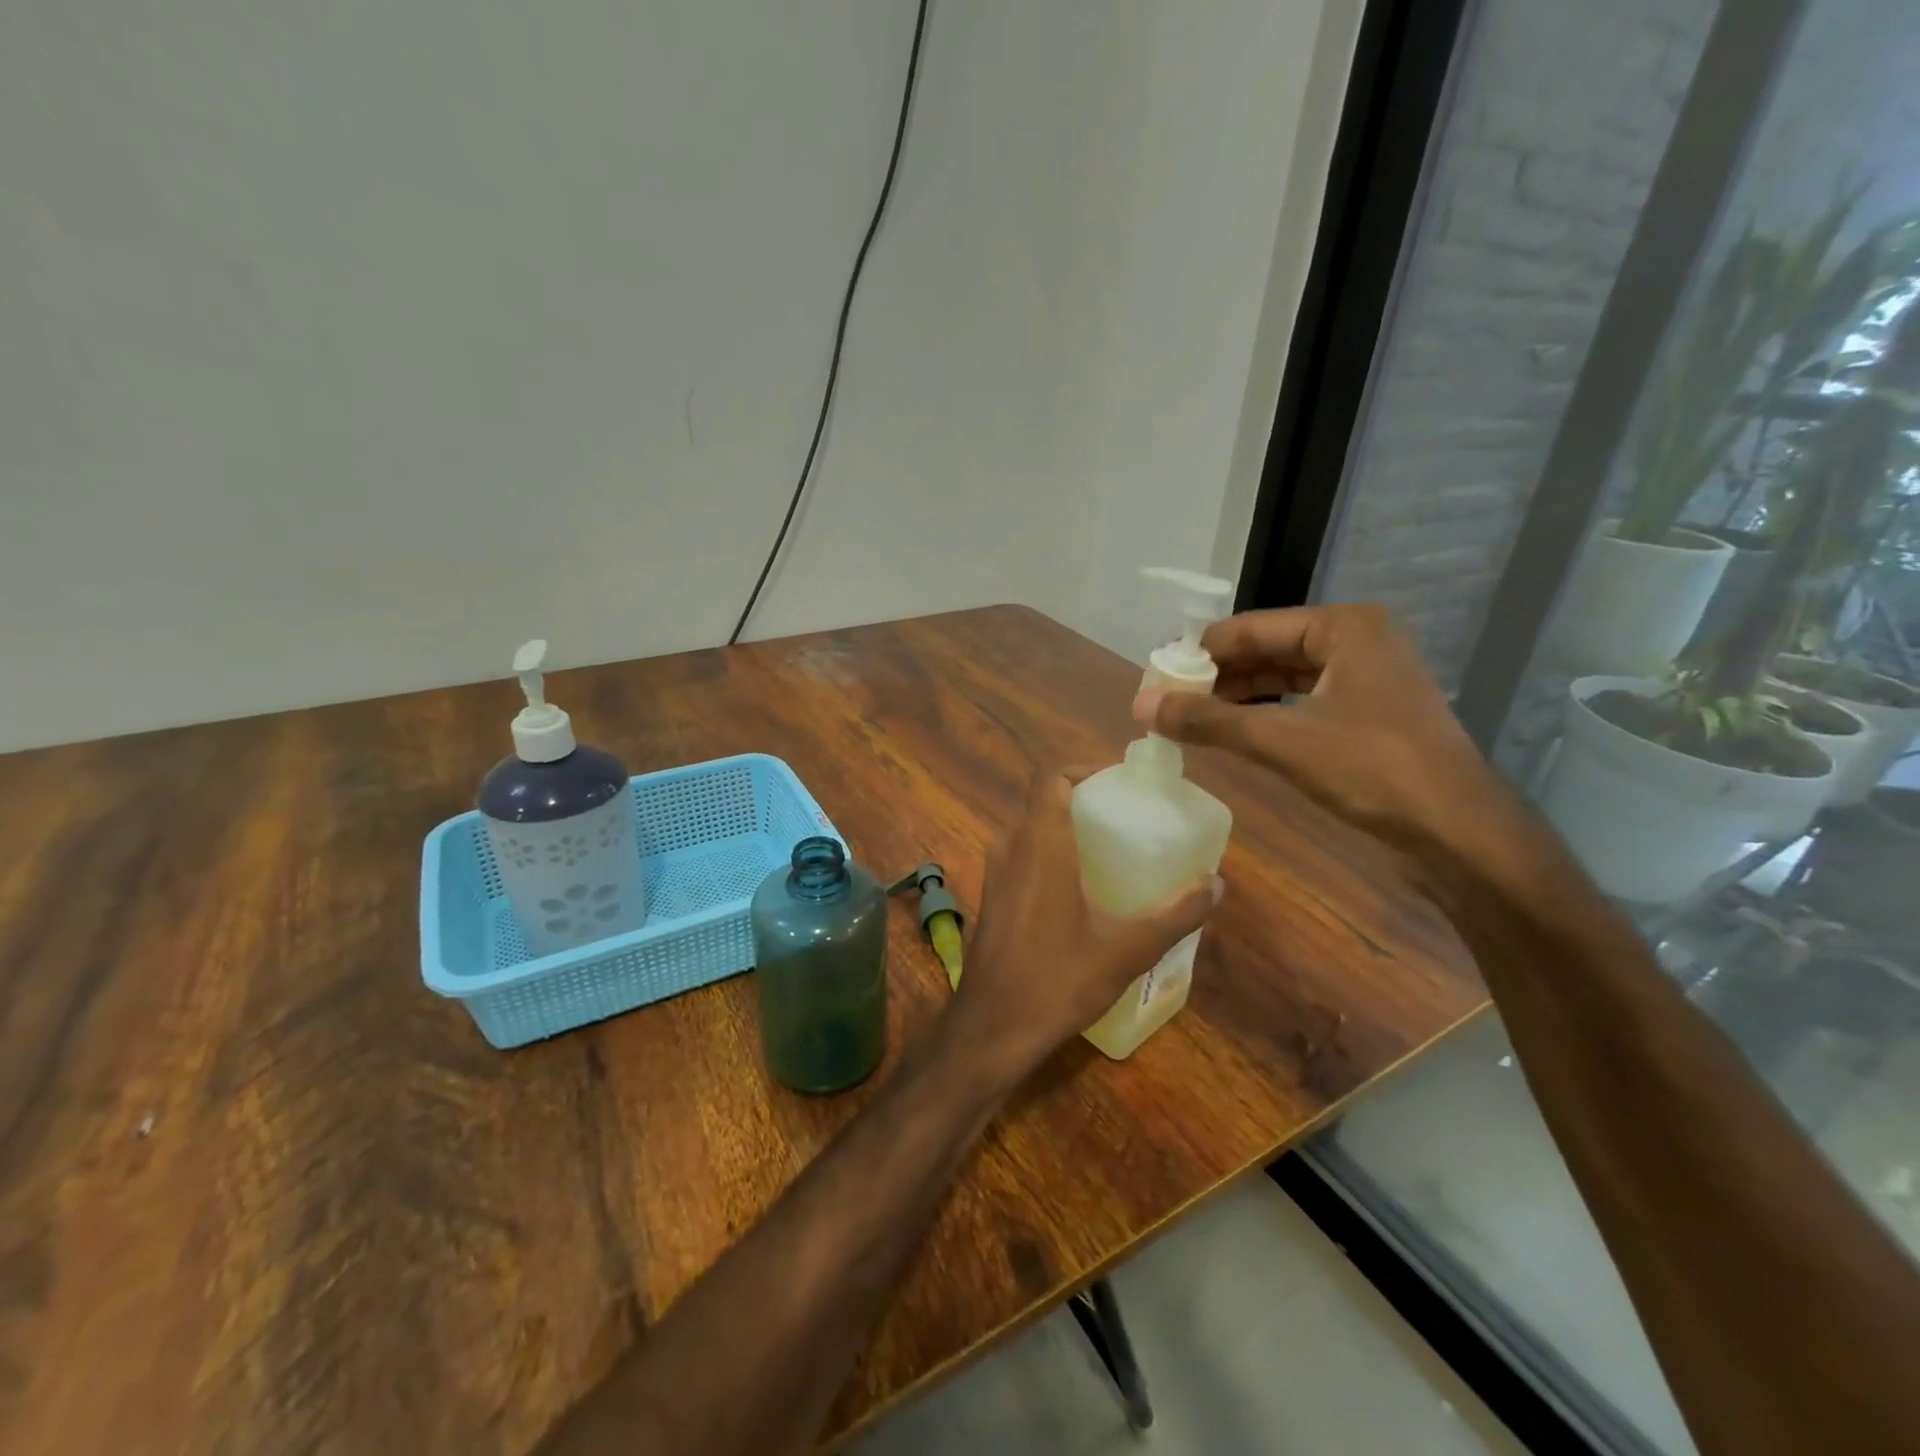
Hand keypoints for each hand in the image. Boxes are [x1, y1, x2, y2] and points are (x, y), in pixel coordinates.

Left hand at [947, 766, 1221, 1085]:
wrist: (992, 1026)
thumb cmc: (1057, 979)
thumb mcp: (1127, 949)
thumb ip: (1175, 914)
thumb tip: (1216, 884)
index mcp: (1040, 843)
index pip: (1051, 776)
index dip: (1083, 767)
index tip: (1119, 781)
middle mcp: (1011, 846)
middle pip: (1044, 799)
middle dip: (1083, 798)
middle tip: (1126, 814)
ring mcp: (996, 871)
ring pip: (1031, 827)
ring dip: (1066, 825)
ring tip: (1111, 845)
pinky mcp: (993, 895)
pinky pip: (1022, 853)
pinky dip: (1050, 851)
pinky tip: (1082, 885)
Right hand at [1133, 604, 1505, 860]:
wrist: (1459, 832)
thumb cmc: (1373, 769)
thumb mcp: (1281, 740)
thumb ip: (1209, 720)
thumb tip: (1141, 704)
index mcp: (1343, 627)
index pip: (1251, 628)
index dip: (1199, 652)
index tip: (1156, 675)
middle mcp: (1357, 641)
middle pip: (1267, 650)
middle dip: (1217, 676)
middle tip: (1168, 700)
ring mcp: (1366, 679)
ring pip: (1284, 678)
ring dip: (1238, 697)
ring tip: (1190, 718)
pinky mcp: (1368, 715)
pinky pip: (1301, 702)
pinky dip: (1265, 716)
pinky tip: (1233, 733)